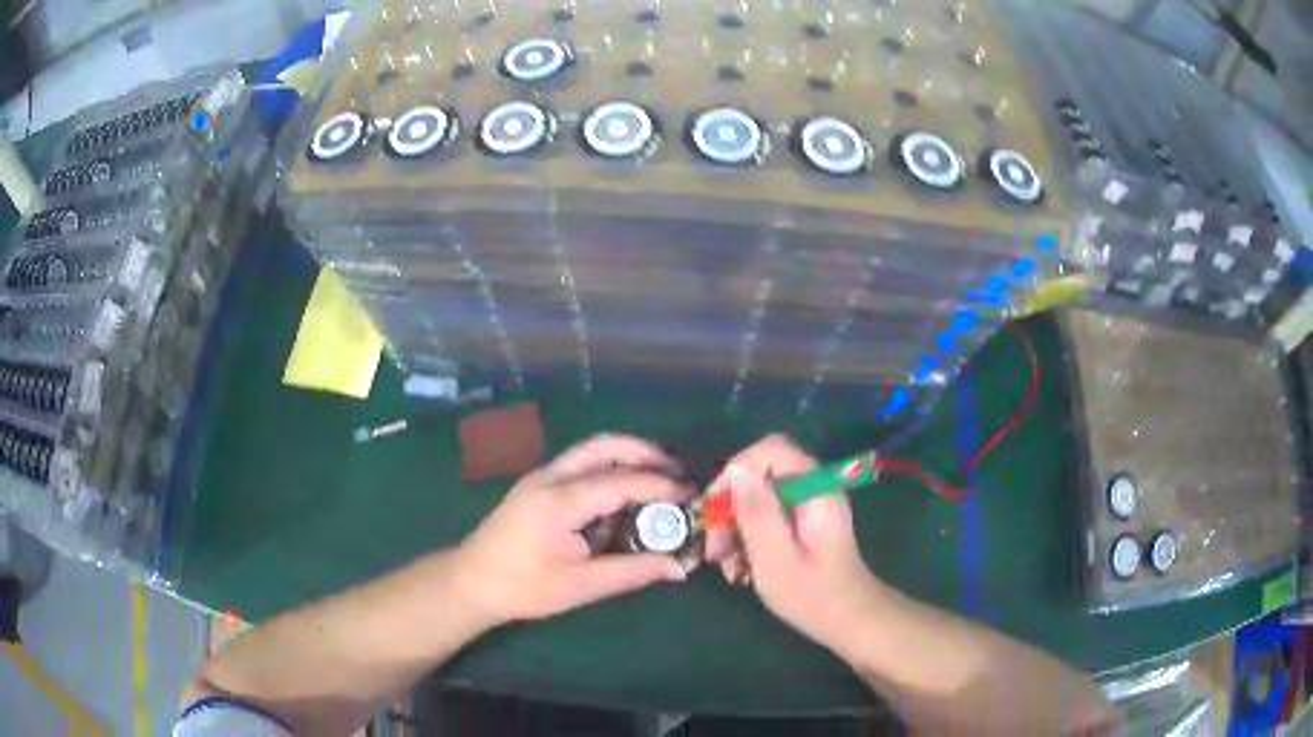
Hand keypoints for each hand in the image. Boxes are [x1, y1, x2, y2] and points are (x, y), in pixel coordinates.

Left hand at [455, 434, 690, 625]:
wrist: (472, 581)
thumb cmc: (523, 587)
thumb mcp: (580, 587)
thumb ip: (630, 572)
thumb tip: (677, 567)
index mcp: (560, 501)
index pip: (621, 481)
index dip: (660, 485)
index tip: (691, 494)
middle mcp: (551, 477)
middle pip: (604, 446)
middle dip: (645, 452)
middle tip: (678, 472)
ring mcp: (541, 476)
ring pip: (591, 449)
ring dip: (627, 455)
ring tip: (659, 475)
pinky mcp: (538, 484)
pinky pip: (580, 463)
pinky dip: (610, 466)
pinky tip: (625, 489)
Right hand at [705, 434, 885, 657]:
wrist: (849, 622)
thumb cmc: (814, 595)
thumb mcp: (776, 558)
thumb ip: (757, 513)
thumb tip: (736, 471)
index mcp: (815, 488)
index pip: (769, 450)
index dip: (735, 472)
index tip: (714, 510)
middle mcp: (812, 488)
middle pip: (759, 477)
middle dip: (730, 510)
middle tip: (714, 551)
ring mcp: (806, 507)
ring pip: (756, 500)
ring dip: (734, 531)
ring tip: (728, 569)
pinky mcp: (800, 524)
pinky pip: (765, 518)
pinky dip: (747, 541)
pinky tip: (741, 571)